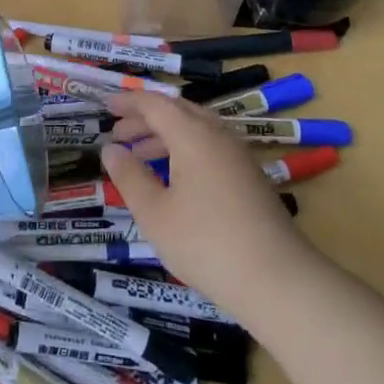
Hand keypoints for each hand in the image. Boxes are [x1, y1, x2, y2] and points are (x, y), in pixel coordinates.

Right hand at [100, 93, 316, 316]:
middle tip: (118, 133)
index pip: (155, 104)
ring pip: (195, 129)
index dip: (128, 103)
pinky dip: (184, 150)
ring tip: (138, 155)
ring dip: (164, 135)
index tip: (105, 107)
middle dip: (145, 118)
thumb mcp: (155, 214)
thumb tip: (111, 149)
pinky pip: (209, 146)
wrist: (278, 279)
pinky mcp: (249, 176)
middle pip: (177, 111)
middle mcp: (217, 134)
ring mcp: (238, 155)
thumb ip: (130, 177)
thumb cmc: (206, 243)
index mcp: (192, 134)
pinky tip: (173, 178)